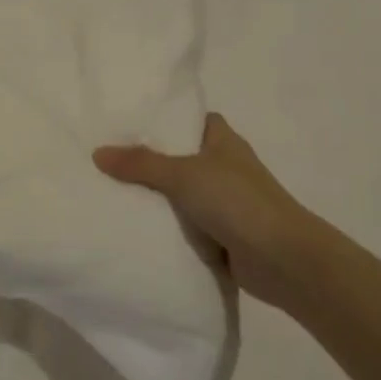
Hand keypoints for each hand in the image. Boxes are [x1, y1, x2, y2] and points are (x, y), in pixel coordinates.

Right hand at [95, 112, 315, 311]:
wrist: (282, 259)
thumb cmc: (237, 201)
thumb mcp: (184, 175)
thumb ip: (141, 164)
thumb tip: (98, 153)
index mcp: (223, 140)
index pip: (189, 120)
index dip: (163, 120)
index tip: (127, 122)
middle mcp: (224, 166)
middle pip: (179, 157)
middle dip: (149, 161)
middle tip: (106, 159)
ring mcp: (224, 202)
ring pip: (180, 194)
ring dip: (156, 198)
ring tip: (109, 191)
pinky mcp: (221, 234)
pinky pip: (185, 225)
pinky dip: (167, 227)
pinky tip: (134, 226)